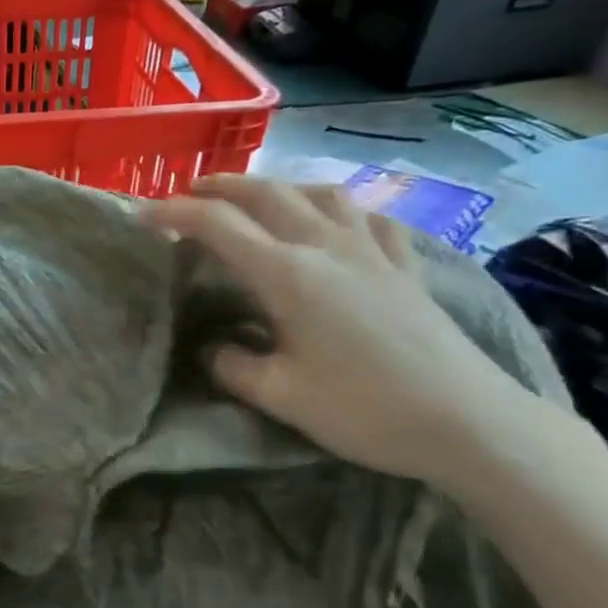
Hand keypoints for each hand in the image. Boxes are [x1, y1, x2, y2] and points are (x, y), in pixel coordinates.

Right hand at [146, 176, 540, 486]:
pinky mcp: (404, 266)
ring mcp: (371, 250)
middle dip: (220, 186)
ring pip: (319, 193)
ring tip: (257, 199)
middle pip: (266, 194)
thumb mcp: (280, 396)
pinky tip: (336, 221)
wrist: (467, 421)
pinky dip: (338, 207)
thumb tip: (213, 347)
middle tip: (188, 193)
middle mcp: (327, 246)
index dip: (174, 213)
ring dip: (277, 187)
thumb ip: (233, 365)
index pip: (218, 226)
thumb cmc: (364, 410)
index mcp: (288, 274)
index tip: (141, 215)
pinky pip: (367, 216)